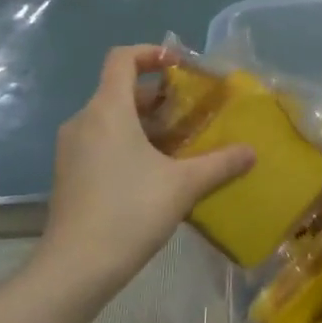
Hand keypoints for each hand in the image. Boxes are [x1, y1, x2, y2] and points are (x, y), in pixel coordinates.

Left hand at [37, 45, 253, 298]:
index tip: (180, 66)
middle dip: (159, 96)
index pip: (123, 58)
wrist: (74, 268)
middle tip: (192, 111)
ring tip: (181, 143)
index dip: (152, 53)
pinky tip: (156, 172)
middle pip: (120, 90)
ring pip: (111, 119)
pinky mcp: (69, 174)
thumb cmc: (129, 212)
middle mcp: (84, 121)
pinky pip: (101, 142)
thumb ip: (220, 163)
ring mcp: (72, 149)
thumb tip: (252, 151)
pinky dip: (128, 143)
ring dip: (146, 123)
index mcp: (107, 110)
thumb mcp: (184, 186)